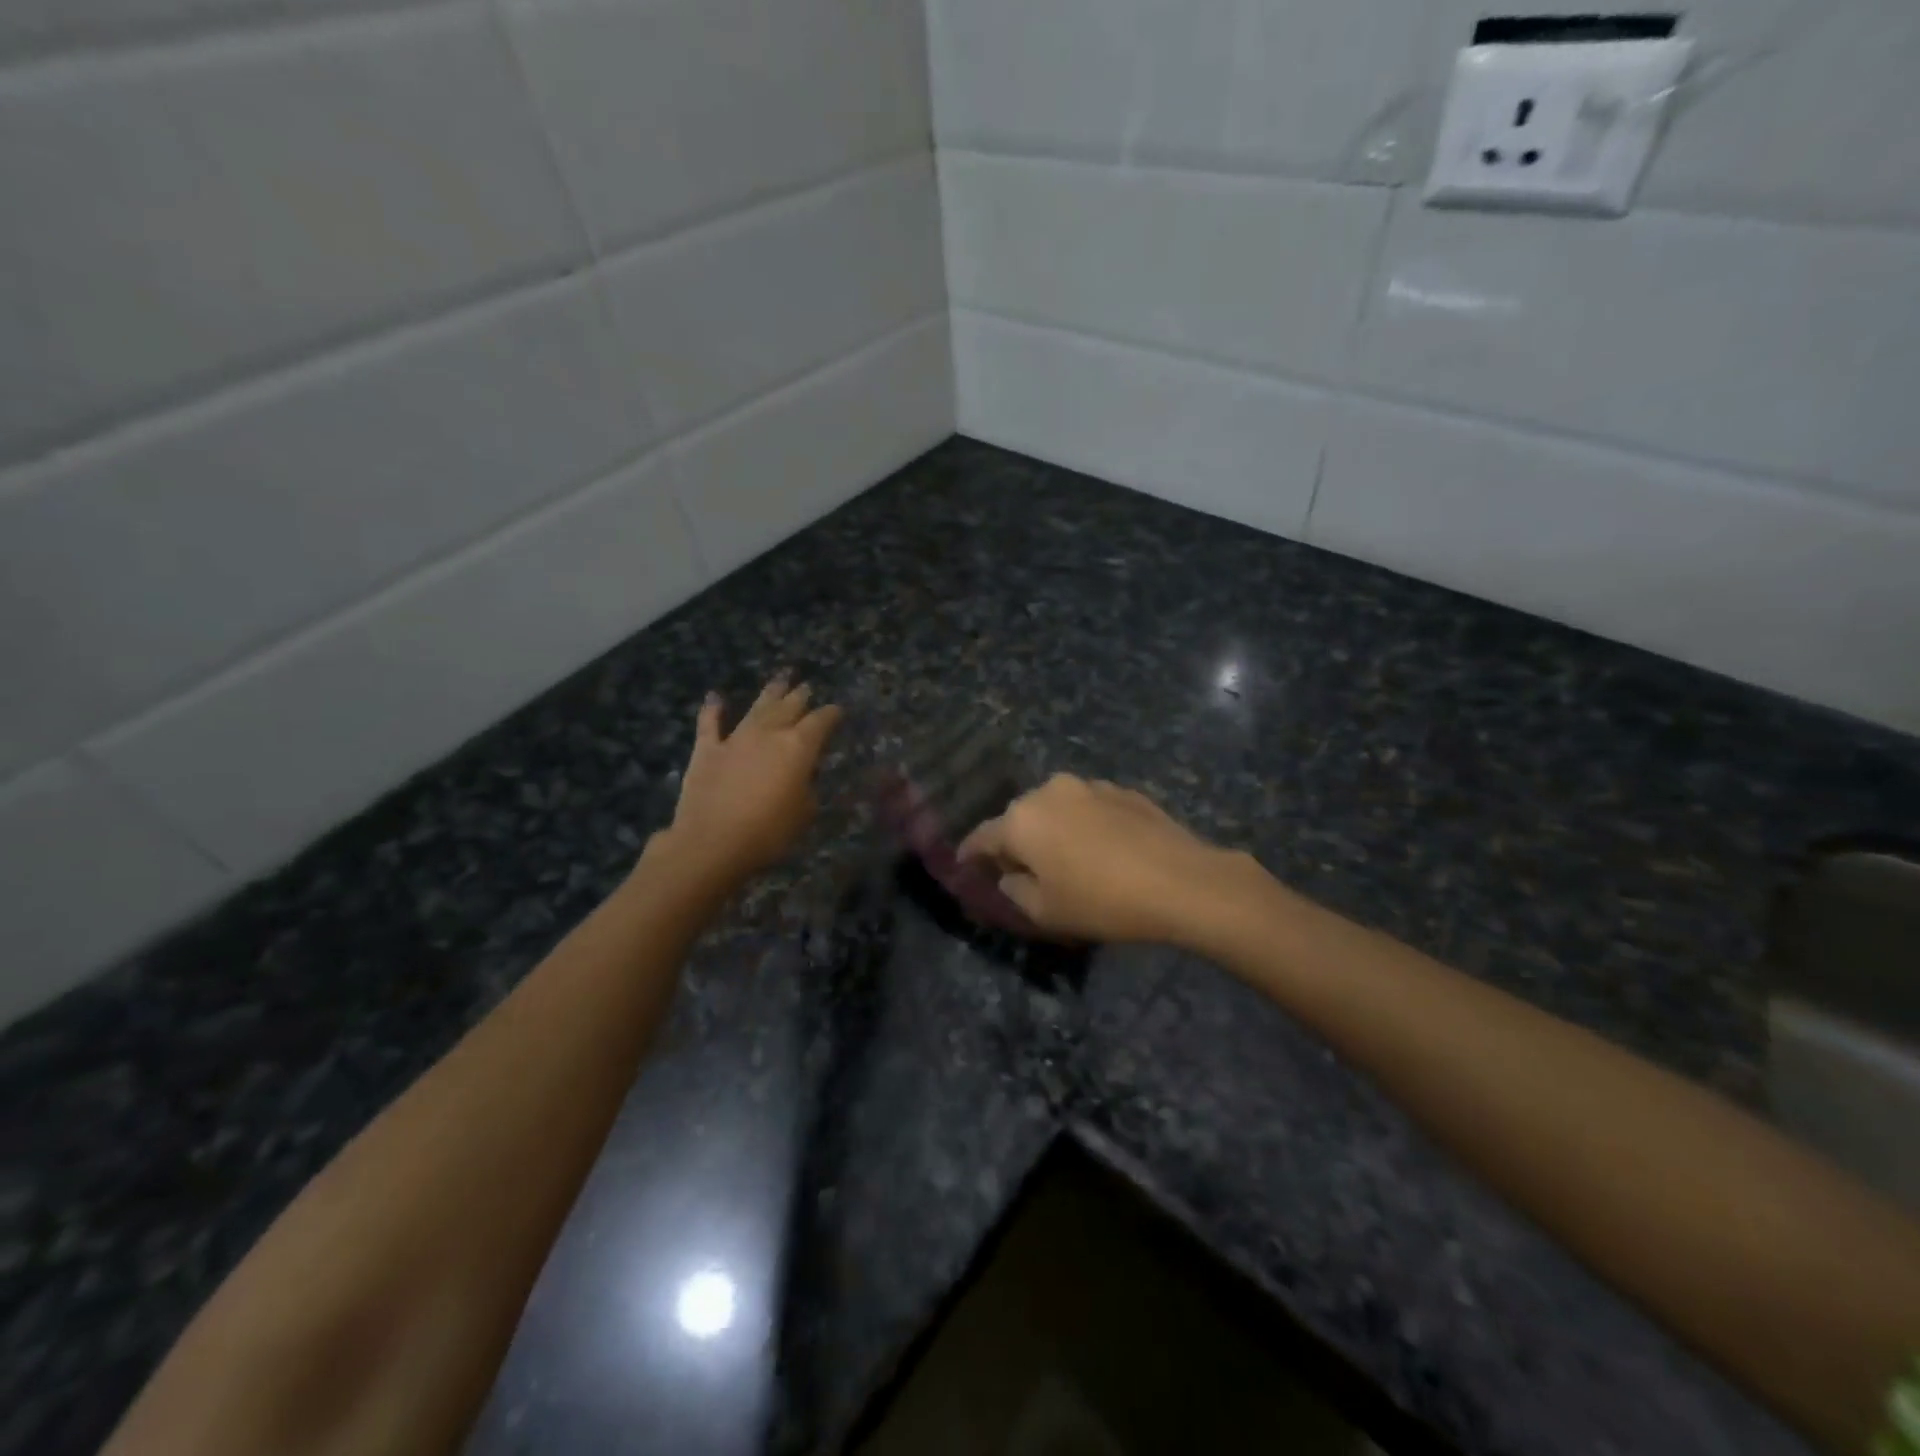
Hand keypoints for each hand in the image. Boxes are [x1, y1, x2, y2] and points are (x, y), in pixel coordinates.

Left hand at [657, 676, 842, 888]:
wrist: (712, 842)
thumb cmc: (768, 832)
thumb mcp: (804, 813)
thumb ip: (806, 788)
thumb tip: (801, 777)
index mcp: (798, 747)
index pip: (821, 722)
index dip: (831, 714)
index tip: (837, 710)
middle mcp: (769, 733)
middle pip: (789, 707)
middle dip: (800, 696)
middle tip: (807, 687)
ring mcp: (736, 738)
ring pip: (757, 708)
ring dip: (770, 692)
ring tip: (780, 678)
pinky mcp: (707, 750)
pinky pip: (710, 723)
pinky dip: (712, 709)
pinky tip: (715, 696)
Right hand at [957, 774, 1240, 944]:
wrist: (1181, 881)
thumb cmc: (1102, 901)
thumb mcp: (1045, 912)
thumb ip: (1013, 889)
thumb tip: (1008, 874)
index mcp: (1021, 818)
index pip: (982, 837)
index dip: (971, 855)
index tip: (965, 866)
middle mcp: (1049, 791)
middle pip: (1019, 818)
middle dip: (1016, 843)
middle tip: (1024, 873)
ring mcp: (1089, 786)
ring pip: (1055, 810)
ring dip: (1053, 831)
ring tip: (1068, 860)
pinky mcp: (1122, 790)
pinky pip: (1089, 808)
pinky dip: (1085, 826)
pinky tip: (1104, 851)